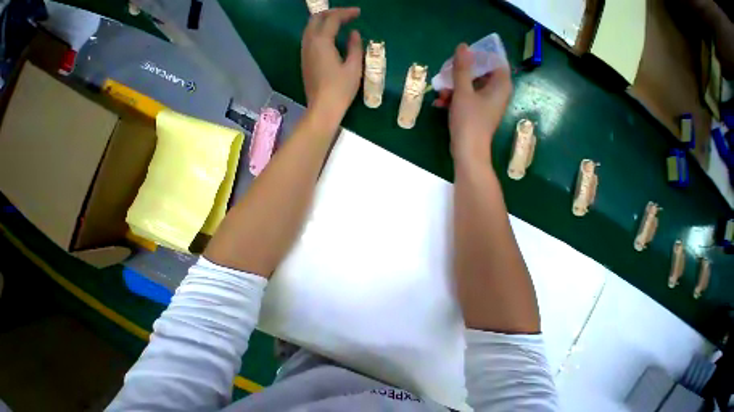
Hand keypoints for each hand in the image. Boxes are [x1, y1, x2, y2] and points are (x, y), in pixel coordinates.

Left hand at [301, 8, 362, 125]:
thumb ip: (355, 48)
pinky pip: (309, 41)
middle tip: (345, 17)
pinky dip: (318, 35)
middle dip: (331, 14)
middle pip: (317, 18)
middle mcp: (309, 42)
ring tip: (336, 27)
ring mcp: (304, 54)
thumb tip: (354, 34)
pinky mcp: (304, 64)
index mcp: (321, 41)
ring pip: (310, 29)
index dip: (346, 13)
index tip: (358, 13)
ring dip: (323, 23)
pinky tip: (327, 43)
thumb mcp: (353, 69)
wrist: (323, 110)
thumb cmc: (340, 90)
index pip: (333, 18)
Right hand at [435, 44, 512, 164]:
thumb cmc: (468, 121)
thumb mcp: (463, 93)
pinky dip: (454, 102)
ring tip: (438, 94)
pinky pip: (466, 103)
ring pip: (470, 90)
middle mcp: (496, 93)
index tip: (458, 60)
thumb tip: (462, 46)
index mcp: (500, 84)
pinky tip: (439, 104)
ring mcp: (486, 106)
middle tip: (444, 77)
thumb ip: (462, 69)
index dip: (476, 58)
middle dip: (459, 77)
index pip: (492, 61)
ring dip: (453, 90)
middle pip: (479, 76)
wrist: (467, 151)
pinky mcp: (476, 116)